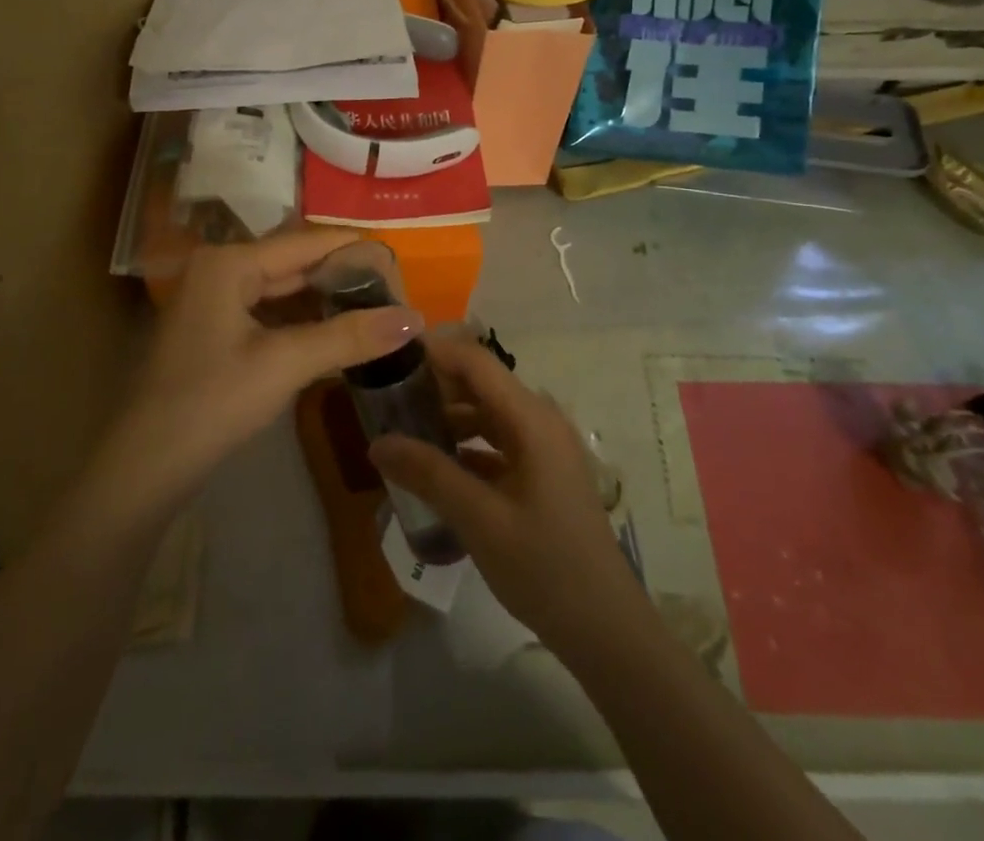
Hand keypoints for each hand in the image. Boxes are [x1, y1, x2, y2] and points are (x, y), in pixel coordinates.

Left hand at [100, 229, 423, 516]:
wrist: (145, 467)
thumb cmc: (212, 402)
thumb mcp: (285, 364)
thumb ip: (350, 336)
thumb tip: (416, 317)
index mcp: (229, 262)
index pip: (305, 242)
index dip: (353, 248)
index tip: (399, 259)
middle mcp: (219, 270)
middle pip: (293, 264)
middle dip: (341, 277)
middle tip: (394, 290)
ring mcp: (213, 301)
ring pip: (282, 291)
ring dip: (324, 301)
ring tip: (375, 310)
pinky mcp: (215, 332)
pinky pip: (268, 314)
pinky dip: (302, 323)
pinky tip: (336, 334)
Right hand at [368, 336, 647, 657]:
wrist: (606, 631)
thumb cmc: (546, 568)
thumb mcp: (480, 520)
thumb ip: (428, 474)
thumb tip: (377, 442)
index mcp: (531, 419)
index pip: (475, 362)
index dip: (434, 352)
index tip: (389, 357)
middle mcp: (540, 421)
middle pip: (480, 384)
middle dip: (434, 386)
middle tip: (386, 398)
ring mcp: (543, 448)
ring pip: (487, 414)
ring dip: (447, 417)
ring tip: (402, 431)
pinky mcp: (542, 474)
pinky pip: (496, 443)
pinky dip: (465, 447)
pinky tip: (434, 467)